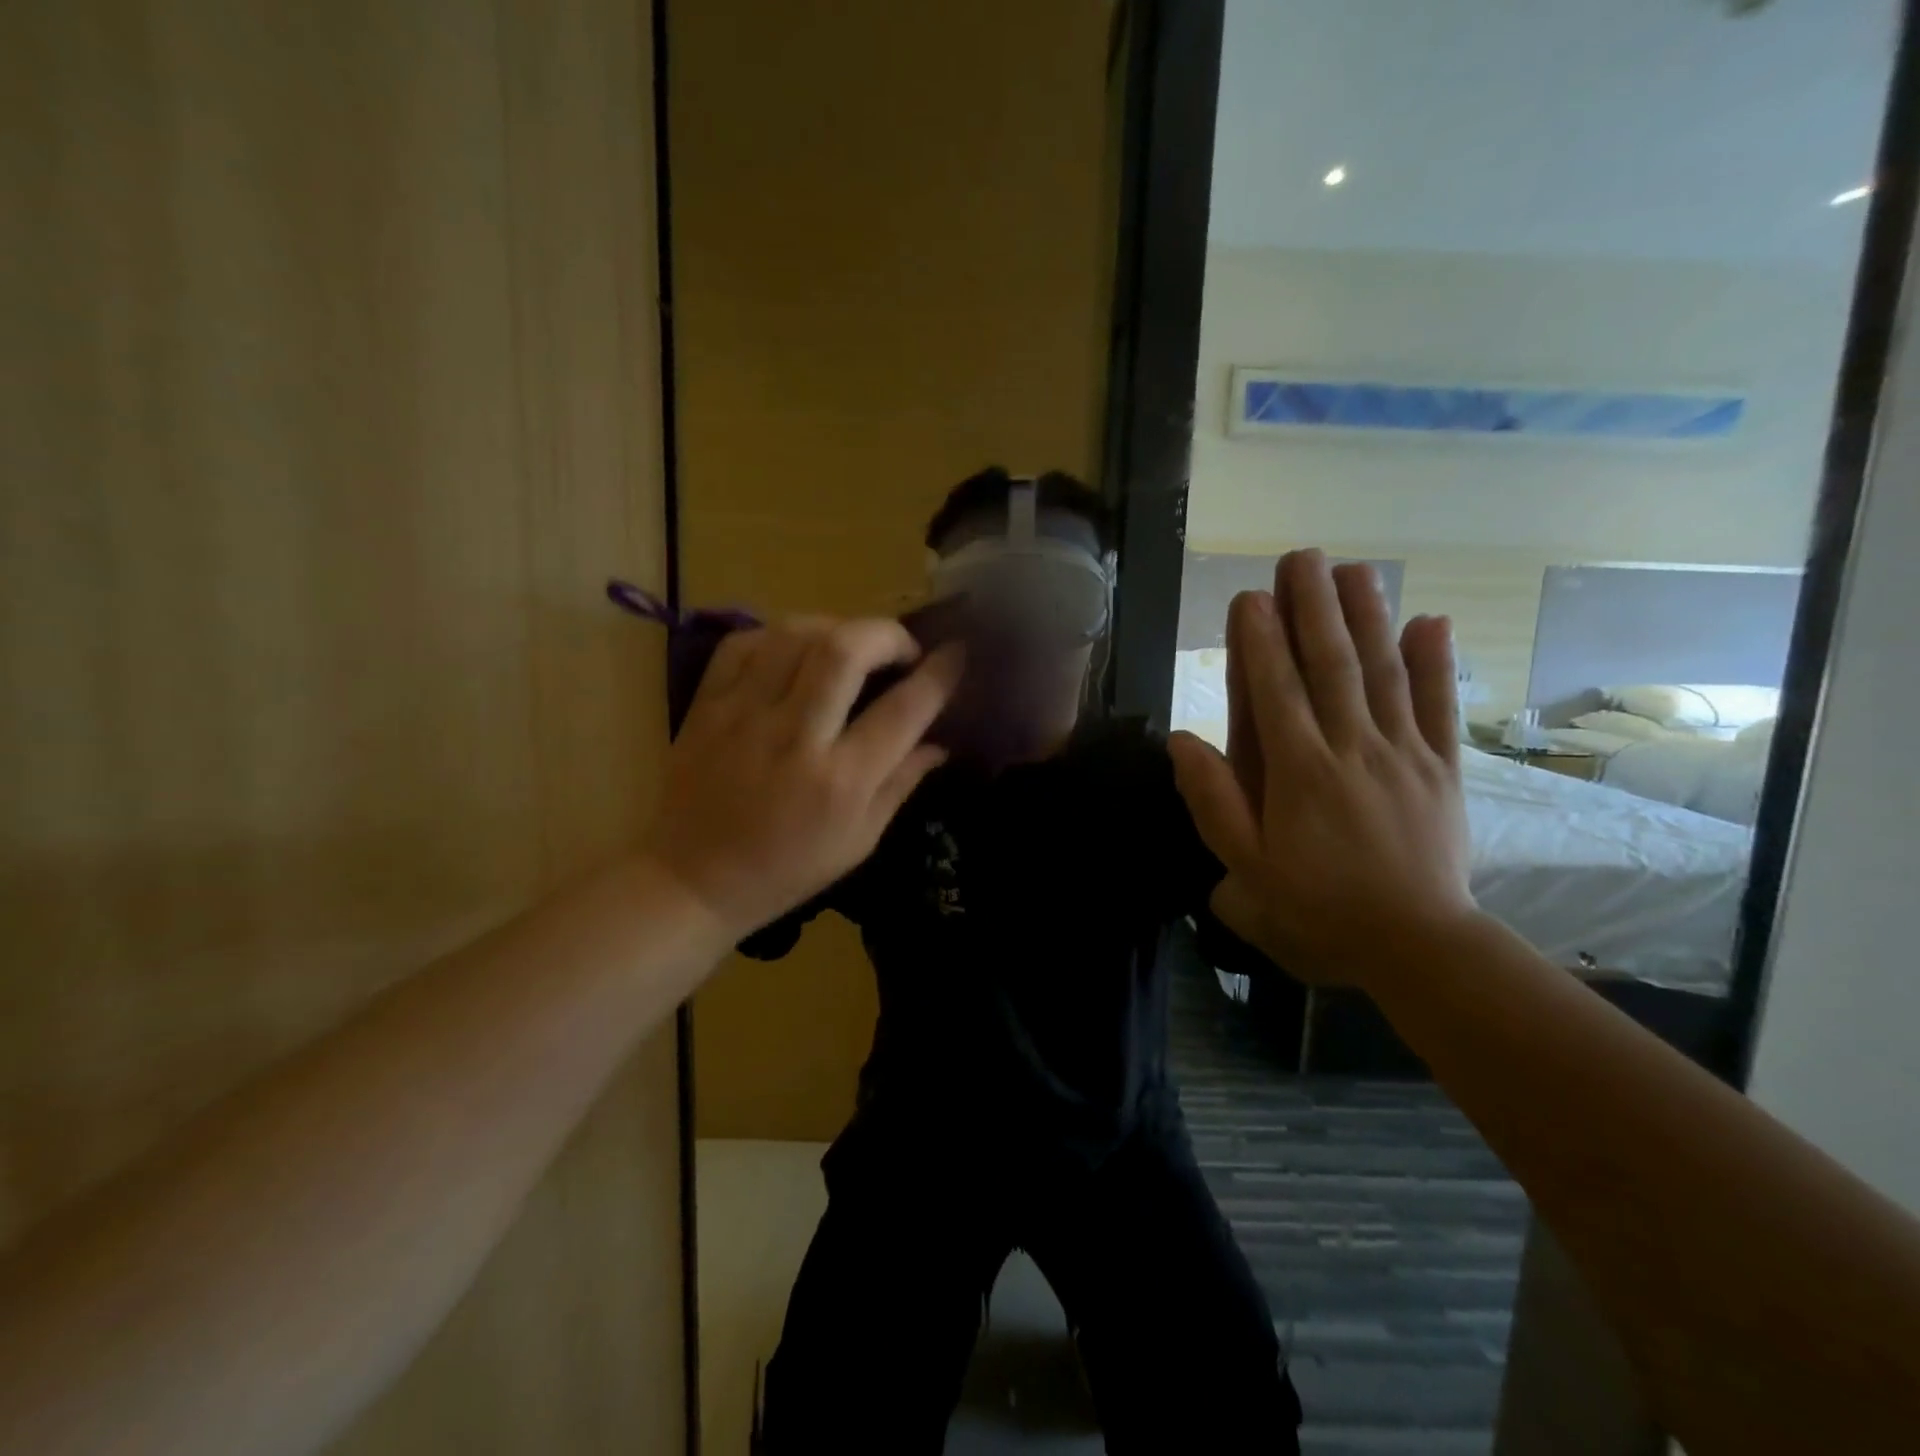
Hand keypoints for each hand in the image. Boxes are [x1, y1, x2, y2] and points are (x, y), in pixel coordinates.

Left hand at [645, 618, 961, 936]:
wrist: (693, 880)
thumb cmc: (787, 870)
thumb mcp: (859, 841)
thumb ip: (901, 783)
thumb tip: (940, 741)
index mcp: (841, 781)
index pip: (903, 709)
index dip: (940, 674)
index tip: (958, 654)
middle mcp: (795, 738)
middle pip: (846, 650)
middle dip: (887, 634)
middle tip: (900, 649)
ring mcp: (743, 715)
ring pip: (795, 635)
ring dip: (836, 628)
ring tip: (850, 647)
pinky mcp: (706, 706)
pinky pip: (744, 643)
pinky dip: (778, 635)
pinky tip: (795, 652)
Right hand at [1171, 551, 1476, 987]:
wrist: (1416, 945)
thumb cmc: (1318, 907)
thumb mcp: (1246, 870)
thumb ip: (1213, 803)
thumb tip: (1181, 741)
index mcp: (1299, 773)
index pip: (1275, 692)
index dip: (1260, 641)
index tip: (1250, 595)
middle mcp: (1352, 749)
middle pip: (1331, 666)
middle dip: (1314, 608)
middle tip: (1303, 557)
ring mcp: (1404, 754)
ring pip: (1384, 673)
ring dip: (1368, 617)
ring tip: (1355, 569)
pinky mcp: (1442, 768)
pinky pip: (1440, 708)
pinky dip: (1438, 663)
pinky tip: (1431, 622)